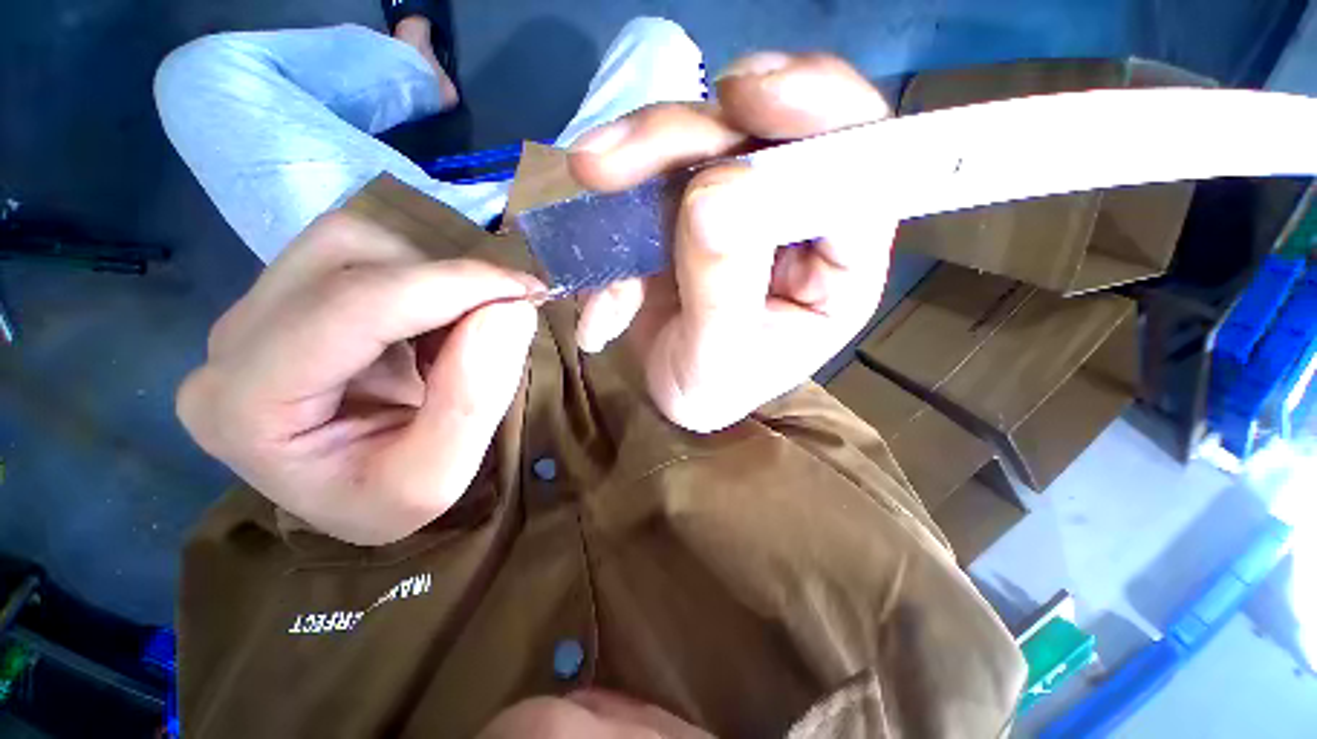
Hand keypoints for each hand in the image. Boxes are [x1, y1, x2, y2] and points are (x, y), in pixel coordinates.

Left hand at [177, 212, 540, 544]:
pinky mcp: (287, 300)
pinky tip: (438, 325)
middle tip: (501, 317)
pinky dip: (423, 279)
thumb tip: (511, 309)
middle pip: (344, 256)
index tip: (527, 293)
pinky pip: (363, 256)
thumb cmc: (385, 502)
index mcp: (245, 407)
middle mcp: (230, 345)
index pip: (352, 305)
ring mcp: (254, 314)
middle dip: (444, 279)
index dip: (453, 286)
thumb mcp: (436, 481)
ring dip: (432, 276)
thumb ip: (472, 402)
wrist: (354, 496)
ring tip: (463, 330)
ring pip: (352, 243)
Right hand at [569, 53, 897, 431]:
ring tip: (590, 175)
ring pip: (702, 141)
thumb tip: (715, 190)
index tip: (745, 94)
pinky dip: (618, 213)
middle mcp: (800, 223)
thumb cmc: (713, 391)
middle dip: (688, 133)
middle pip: (766, 134)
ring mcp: (743, 207)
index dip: (816, 110)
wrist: (674, 395)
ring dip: (639, 157)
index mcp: (839, 265)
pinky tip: (604, 271)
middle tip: (613, 157)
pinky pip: (654, 179)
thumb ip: (723, 283)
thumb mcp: (719, 358)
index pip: (860, 165)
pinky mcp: (693, 207)